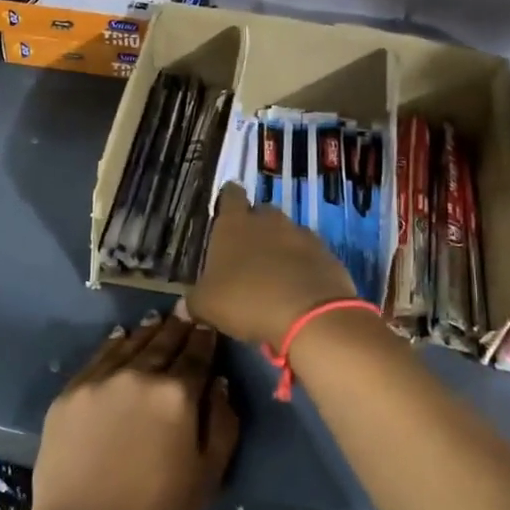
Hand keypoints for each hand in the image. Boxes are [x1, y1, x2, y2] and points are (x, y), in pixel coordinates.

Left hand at [31, 310, 239, 509]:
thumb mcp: (208, 474)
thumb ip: (222, 424)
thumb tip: (219, 383)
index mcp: (177, 394)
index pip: (197, 354)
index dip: (205, 337)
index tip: (209, 324)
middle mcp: (140, 375)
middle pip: (164, 342)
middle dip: (178, 326)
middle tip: (185, 311)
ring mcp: (101, 379)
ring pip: (131, 343)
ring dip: (148, 330)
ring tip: (157, 319)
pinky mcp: (71, 391)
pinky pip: (98, 356)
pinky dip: (114, 342)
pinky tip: (121, 336)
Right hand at [187, 184, 359, 346]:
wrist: (310, 315)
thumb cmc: (246, 300)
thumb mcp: (207, 306)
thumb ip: (194, 302)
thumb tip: (183, 306)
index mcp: (234, 223)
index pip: (230, 195)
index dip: (228, 200)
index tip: (225, 212)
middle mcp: (269, 220)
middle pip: (261, 213)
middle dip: (255, 229)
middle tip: (246, 255)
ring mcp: (301, 234)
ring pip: (287, 234)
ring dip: (280, 249)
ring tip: (273, 276)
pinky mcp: (326, 254)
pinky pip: (309, 255)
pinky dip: (303, 267)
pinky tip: (297, 289)